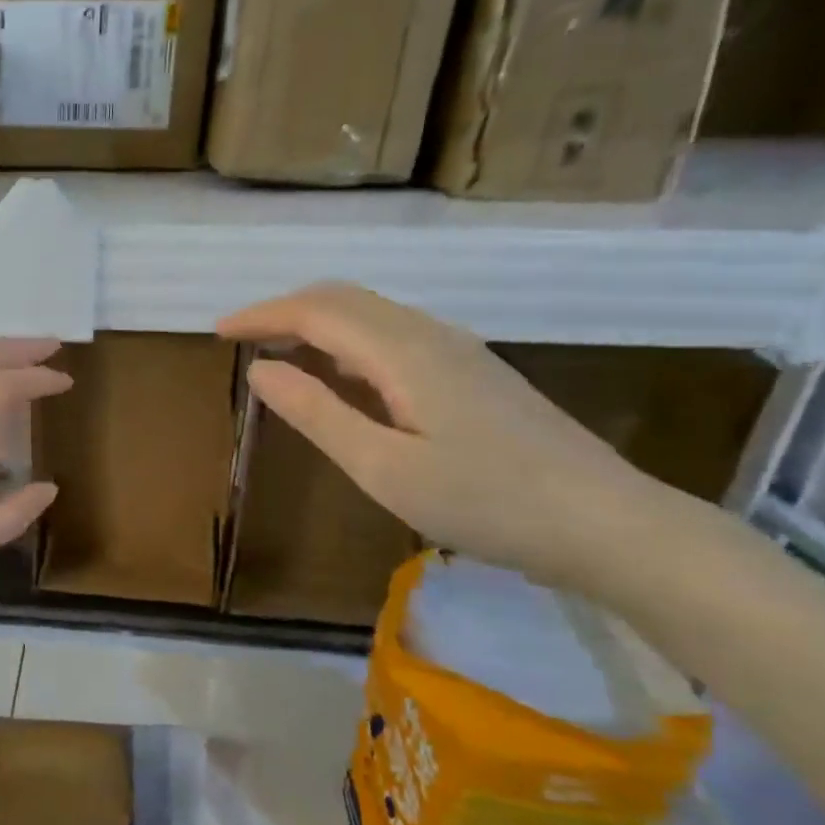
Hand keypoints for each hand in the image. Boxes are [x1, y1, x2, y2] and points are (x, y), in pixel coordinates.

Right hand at [219, 284, 663, 590]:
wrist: (606, 524)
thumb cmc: (486, 502)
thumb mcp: (384, 468)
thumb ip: (318, 414)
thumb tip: (261, 371)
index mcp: (404, 352)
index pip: (317, 312)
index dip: (262, 315)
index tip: (218, 332)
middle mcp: (431, 336)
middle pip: (345, 300)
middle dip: (285, 310)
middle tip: (241, 338)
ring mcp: (458, 352)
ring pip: (371, 315)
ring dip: (317, 324)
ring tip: (278, 352)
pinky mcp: (473, 375)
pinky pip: (393, 337)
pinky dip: (348, 342)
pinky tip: (341, 375)